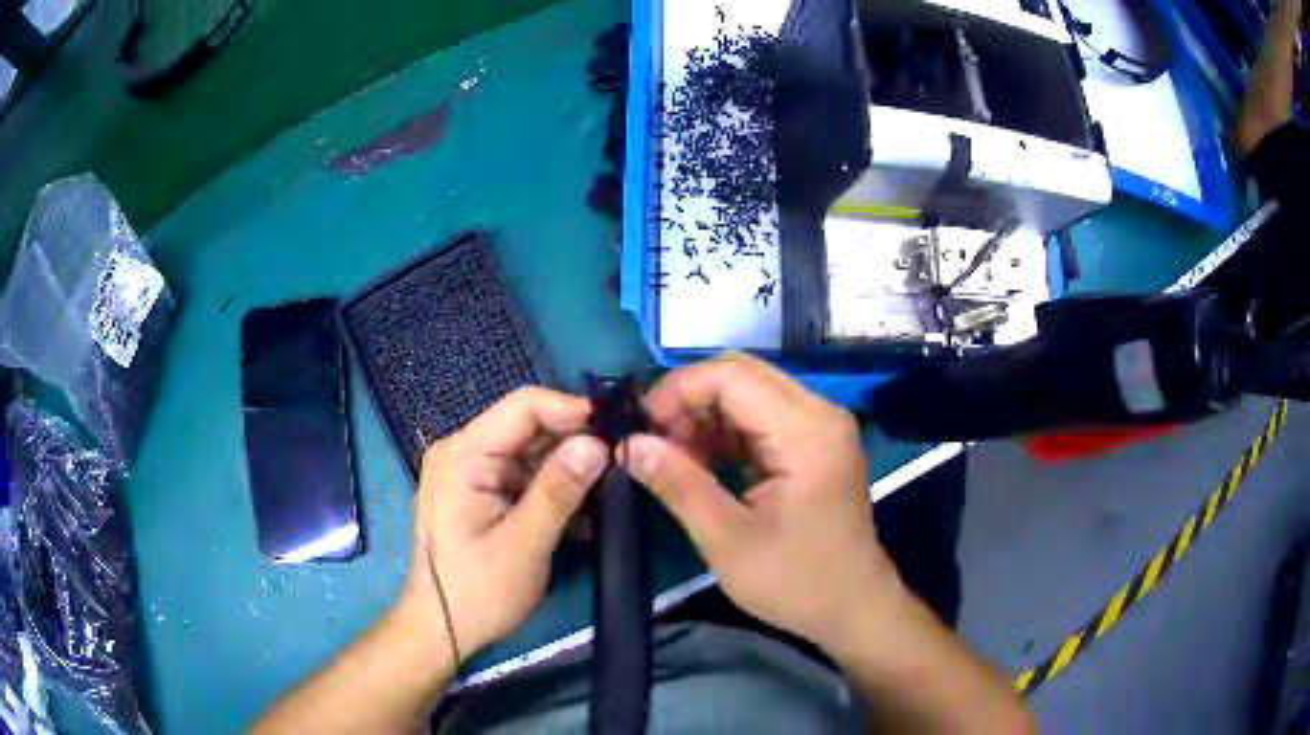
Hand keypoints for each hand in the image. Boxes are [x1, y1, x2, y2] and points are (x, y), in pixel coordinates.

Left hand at [402, 387, 608, 660]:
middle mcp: (464, 453)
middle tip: (621, 466)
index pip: (523, 407)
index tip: (617, 432)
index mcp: (463, 455)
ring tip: (608, 494)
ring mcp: (471, 473)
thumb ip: (559, 491)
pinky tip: (582, 516)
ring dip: (569, 472)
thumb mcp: (523, 545)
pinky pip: (525, 477)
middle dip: (575, 444)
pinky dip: (554, 491)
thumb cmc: (477, 592)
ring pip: (532, 453)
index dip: (572, 411)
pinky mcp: (481, 494)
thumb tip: (599, 443)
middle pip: (529, 428)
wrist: (441, 631)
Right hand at [619, 353, 904, 652]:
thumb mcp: (726, 539)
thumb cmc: (795, 581)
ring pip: (749, 392)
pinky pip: (761, 417)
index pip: (732, 375)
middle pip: (742, 374)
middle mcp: (819, 413)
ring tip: (672, 457)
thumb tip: (630, 444)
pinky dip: (725, 432)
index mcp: (805, 431)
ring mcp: (819, 426)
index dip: (678, 390)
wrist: (853, 607)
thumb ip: (678, 484)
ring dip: (705, 416)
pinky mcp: (814, 443)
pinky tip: (701, 463)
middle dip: (689, 400)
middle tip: (654, 442)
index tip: (641, 428)